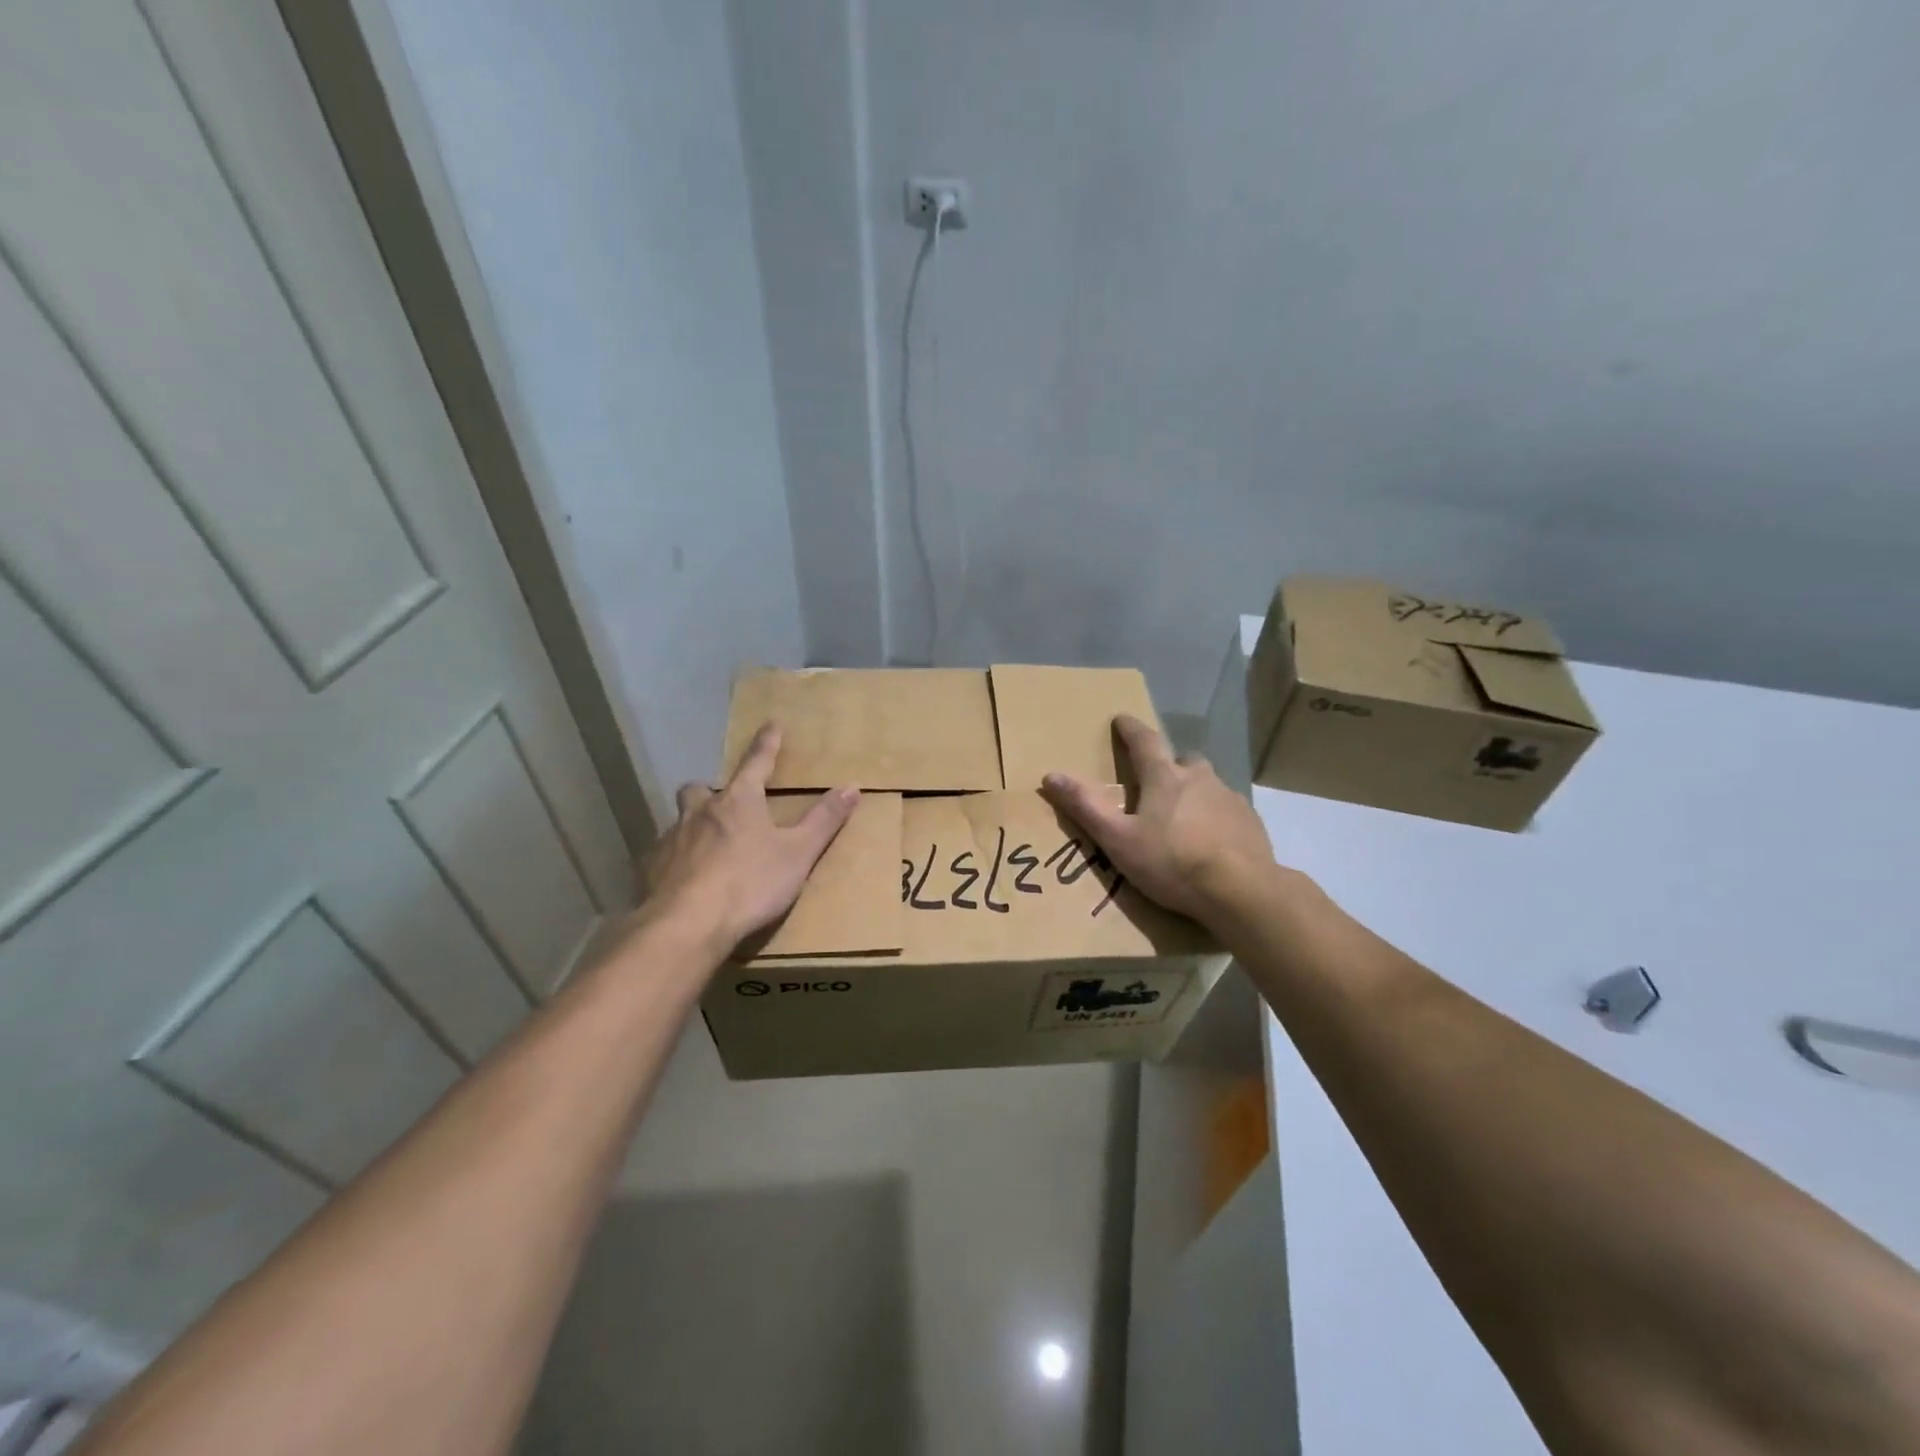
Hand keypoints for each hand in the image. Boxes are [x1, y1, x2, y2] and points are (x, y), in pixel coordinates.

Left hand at [643, 724, 858, 950]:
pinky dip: (676, 861)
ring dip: (693, 827)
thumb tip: (852, 786)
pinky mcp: (652, 871)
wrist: (689, 925)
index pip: (756, 763)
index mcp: (739, 802)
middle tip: (722, 804)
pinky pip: (664, 857)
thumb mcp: (799, 853)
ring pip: (680, 822)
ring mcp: (672, 841)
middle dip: (710, 791)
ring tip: (706, 846)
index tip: (771, 725)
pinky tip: (685, 880)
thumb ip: (824, 820)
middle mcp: (701, 813)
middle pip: (699, 789)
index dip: (766, 744)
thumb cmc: (750, 883)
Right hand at [1041, 715, 1276, 923]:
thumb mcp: (1118, 840)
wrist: (1240, 890)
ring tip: (1184, 818)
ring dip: (1194, 792)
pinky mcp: (1250, 822)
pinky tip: (1212, 841)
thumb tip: (1051, 776)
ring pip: (1207, 784)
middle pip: (1183, 760)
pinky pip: (1227, 809)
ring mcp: (1229, 798)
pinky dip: (1216, 816)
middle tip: (1158, 781)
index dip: (1130, 729)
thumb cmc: (1172, 862)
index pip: (1144, 741)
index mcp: (1164, 778)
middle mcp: (1199, 778)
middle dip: (1169, 764)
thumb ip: (1085, 807)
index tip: (1121, 719)